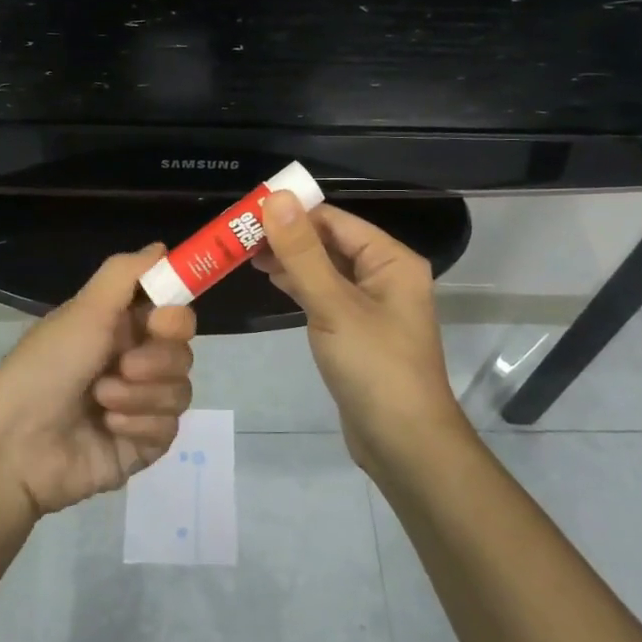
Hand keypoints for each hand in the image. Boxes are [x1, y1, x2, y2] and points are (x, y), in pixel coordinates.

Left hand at [0, 246, 196, 515]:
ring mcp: (140, 406)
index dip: (175, 317)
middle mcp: (134, 363)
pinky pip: (168, 428)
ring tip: (101, 400)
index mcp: (120, 329)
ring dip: (141, 394)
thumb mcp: (84, 311)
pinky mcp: (142, 445)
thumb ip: (126, 274)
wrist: (15, 445)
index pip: (172, 314)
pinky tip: (108, 427)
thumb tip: (162, 246)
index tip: (159, 321)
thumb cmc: (46, 367)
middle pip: (182, 353)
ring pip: (180, 391)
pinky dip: (139, 425)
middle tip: (124, 366)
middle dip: (157, 360)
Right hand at [255, 193, 469, 472]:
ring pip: (325, 269)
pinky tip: (272, 280)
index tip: (247, 211)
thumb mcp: (334, 305)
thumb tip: (277, 198)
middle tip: (238, 235)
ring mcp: (372, 305)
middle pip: (331, 242)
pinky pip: (326, 295)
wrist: (403, 443)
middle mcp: (385, 276)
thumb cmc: (374, 367)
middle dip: (288, 236)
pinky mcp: (357, 331)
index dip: (293, 212)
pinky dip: (300, 285)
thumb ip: (302, 252)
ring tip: (245, 253)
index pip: (335, 220)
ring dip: (290, 260)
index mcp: (391, 260)